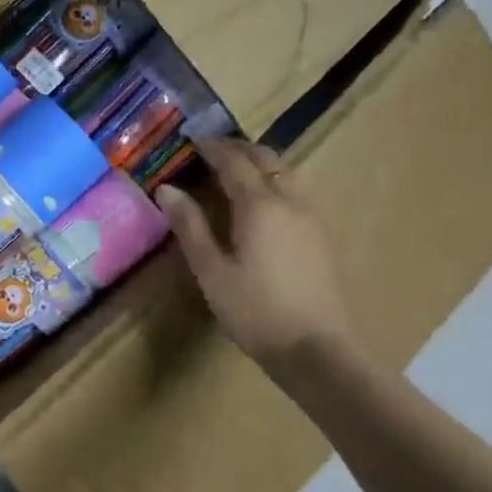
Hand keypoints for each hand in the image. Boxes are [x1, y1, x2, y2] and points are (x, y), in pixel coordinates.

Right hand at [156, 139, 356, 366]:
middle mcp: (290, 202)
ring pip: (288, 173)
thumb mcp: (211, 270)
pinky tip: (266, 203)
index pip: (233, 162)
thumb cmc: (255, 311)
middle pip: (267, 159)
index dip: (212, 148)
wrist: (318, 351)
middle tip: (213, 150)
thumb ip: (190, 225)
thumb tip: (166, 189)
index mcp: (259, 205)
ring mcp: (313, 219)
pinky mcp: (324, 237)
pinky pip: (299, 192)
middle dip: (239, 149)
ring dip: (261, 164)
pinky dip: (277, 181)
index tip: (192, 140)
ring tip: (237, 171)